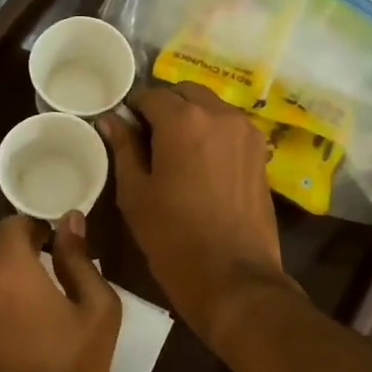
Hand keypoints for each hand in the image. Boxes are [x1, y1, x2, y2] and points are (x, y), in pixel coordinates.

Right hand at [100, 83, 299, 346]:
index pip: (150, 95)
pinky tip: (200, 162)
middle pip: (185, 93)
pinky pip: (229, 127)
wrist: (233, 278)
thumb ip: (123, 148)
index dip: (132, 108)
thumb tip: (111, 120)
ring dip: (190, 117)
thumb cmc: (173, 238)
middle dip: (165, 107)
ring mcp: (246, 132)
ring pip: (211, 107)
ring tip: (174, 151)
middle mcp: (219, 114)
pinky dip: (212, 132)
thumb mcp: (135, 194)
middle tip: (148, 137)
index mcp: (184, 120)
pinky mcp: (260, 153)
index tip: (123, 127)